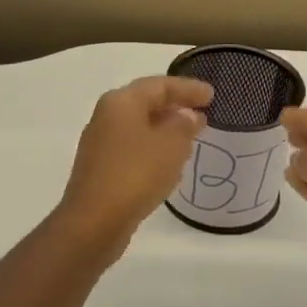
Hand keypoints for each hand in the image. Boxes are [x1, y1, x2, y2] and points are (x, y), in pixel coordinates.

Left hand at [54, 76, 213, 257]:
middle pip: (145, 102)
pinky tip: (168, 161)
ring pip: (138, 126)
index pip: (159, 85)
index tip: (212, 95)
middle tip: (202, 112)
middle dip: (175, 106)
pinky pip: (133, 148)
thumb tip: (186, 115)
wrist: (94, 221)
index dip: (188, 88)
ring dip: (164, 128)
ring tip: (190, 135)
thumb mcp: (171, 145)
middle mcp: (106, 116)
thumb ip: (184, 125)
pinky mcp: (100, 168)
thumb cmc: (136, 174)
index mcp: (121, 102)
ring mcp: (100, 143)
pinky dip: (153, 148)